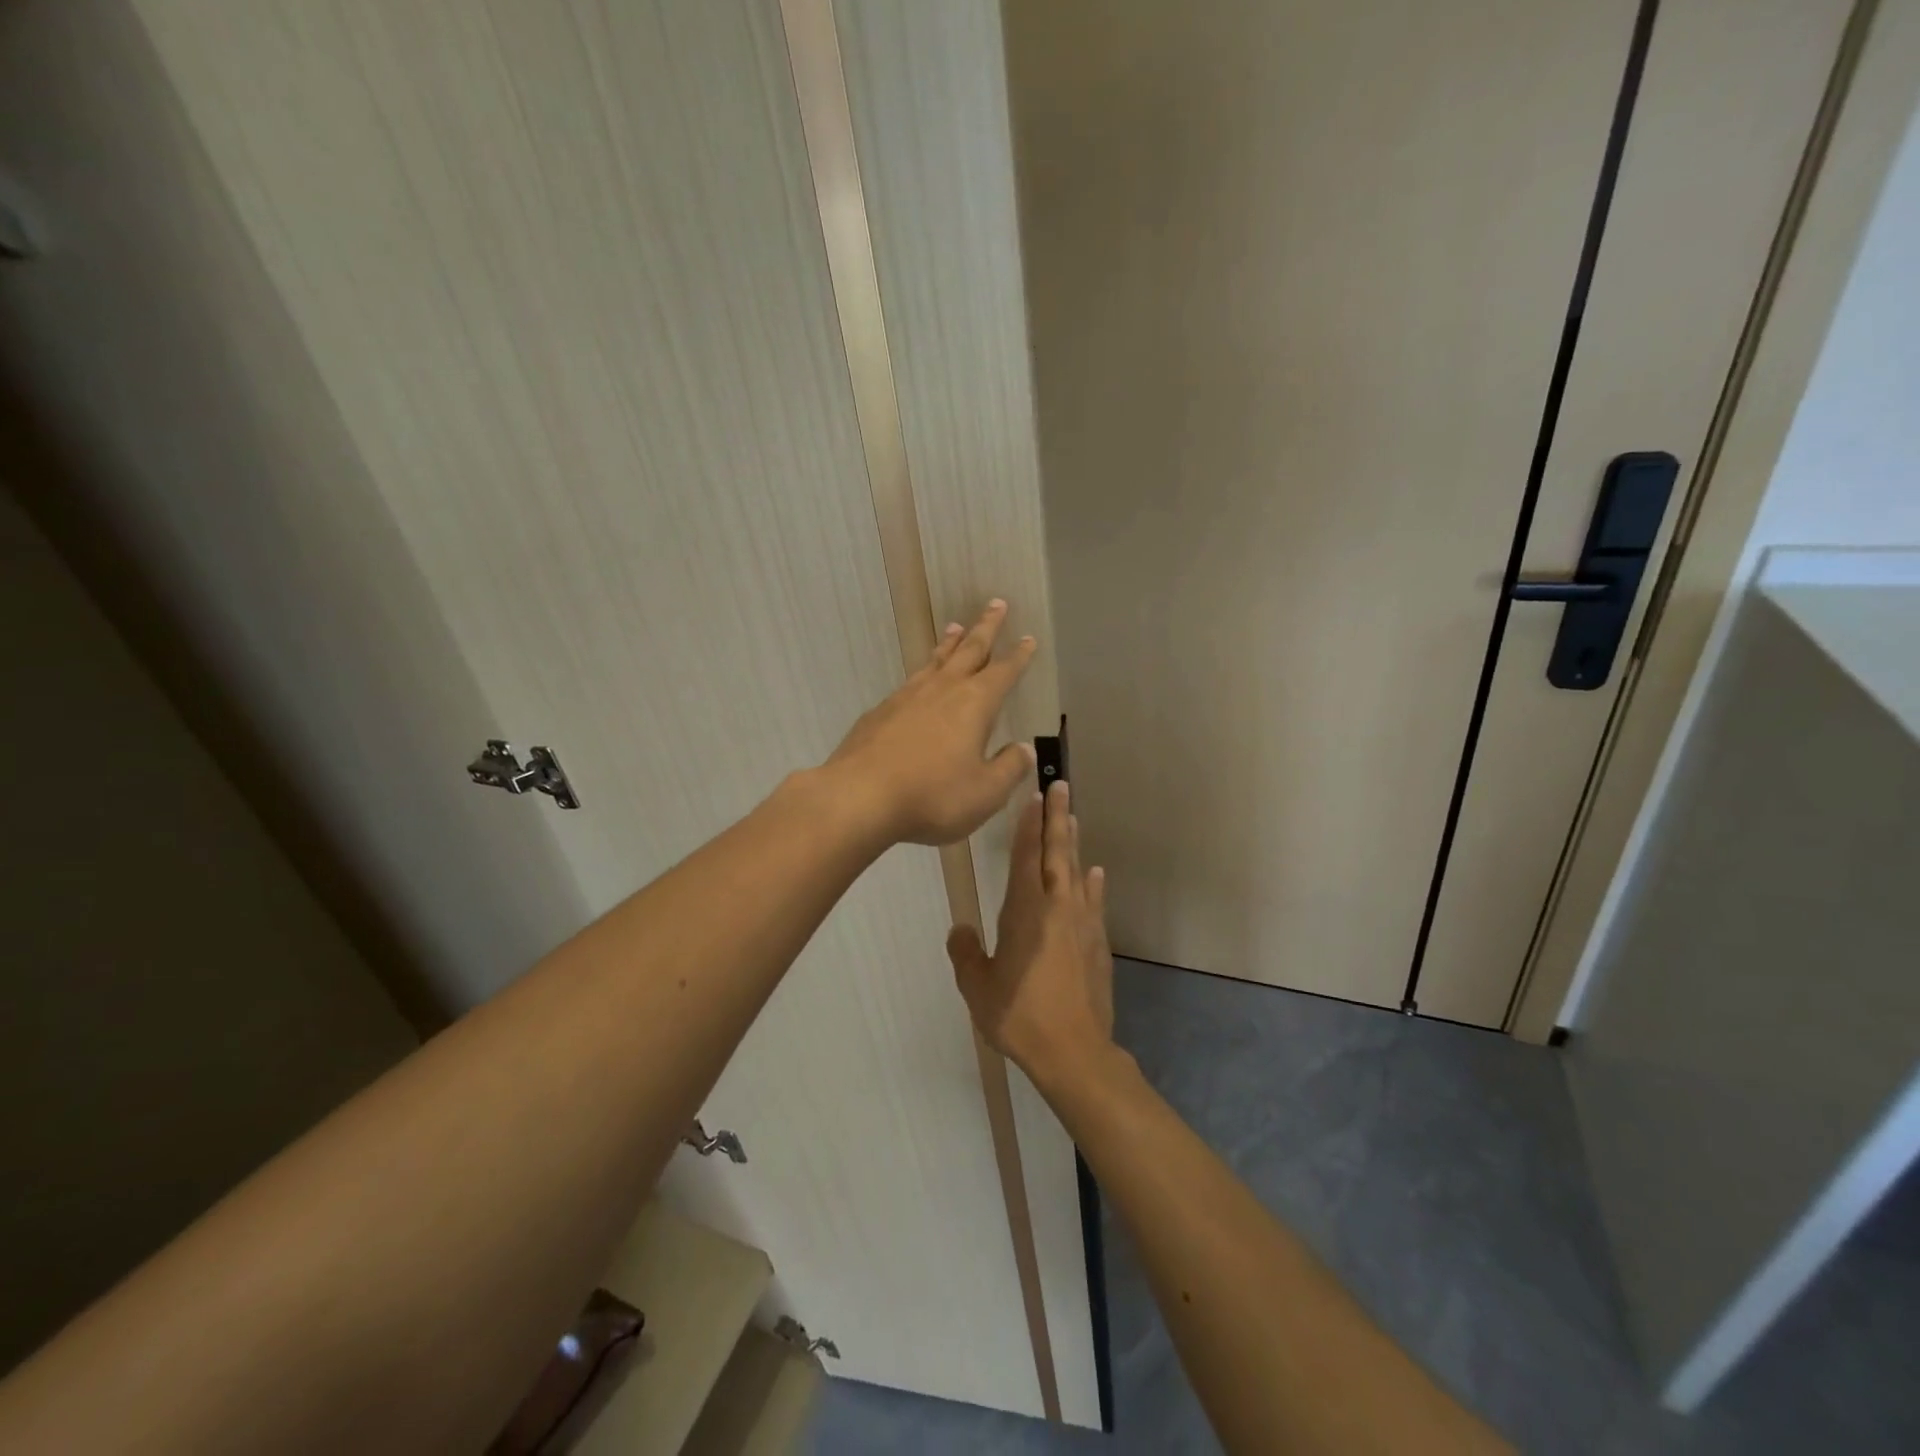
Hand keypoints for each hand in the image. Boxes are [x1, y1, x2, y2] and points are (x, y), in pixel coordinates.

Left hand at [823, 600, 1037, 845]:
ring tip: (956, 627)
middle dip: (986, 627)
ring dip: (950, 643)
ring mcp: (907, 697)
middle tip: (996, 603)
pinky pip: (910, 681)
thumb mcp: (985, 792)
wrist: (860, 796)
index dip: (1018, 656)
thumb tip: (1024, 750)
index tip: (1028, 638)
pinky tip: (919, 681)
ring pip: (935, 661)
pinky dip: (923, 671)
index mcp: (975, 704)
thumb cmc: (933, 795)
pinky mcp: (881, 711)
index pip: (1004, 672)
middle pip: (969, 650)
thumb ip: (1009, 769)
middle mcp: (943, 690)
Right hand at [947, 781, 1114, 1084]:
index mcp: (1025, 912)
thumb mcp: (978, 987)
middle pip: (1057, 852)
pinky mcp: (1098, 944)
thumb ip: (966, 954)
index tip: (1033, 796)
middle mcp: (1057, 908)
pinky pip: (1094, 903)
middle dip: (1057, 817)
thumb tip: (960, 931)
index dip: (1028, 824)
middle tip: (1060, 785)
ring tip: (1073, 818)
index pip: (1025, 856)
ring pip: (1077, 872)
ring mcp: (1082, 924)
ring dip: (1074, 843)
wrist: (1074, 1051)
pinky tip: (1095, 874)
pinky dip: (1092, 885)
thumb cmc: (1019, 1016)